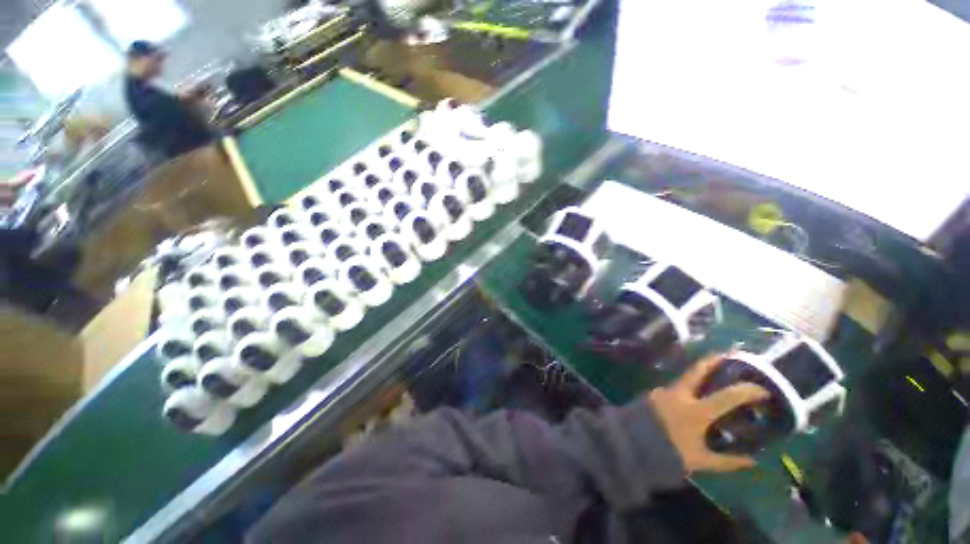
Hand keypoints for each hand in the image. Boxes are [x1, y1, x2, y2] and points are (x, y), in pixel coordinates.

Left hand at [648, 353, 769, 473]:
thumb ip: (727, 461)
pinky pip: (675, 388)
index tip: (762, 389)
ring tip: (715, 374)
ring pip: (685, 378)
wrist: (631, 444)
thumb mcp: (700, 460)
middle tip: (728, 353)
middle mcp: (679, 395)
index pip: (727, 396)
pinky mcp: (654, 393)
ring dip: (700, 374)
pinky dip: (687, 388)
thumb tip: (753, 461)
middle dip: (713, 360)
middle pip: (697, 370)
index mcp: (696, 411)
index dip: (747, 391)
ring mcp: (664, 391)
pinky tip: (693, 394)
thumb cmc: (668, 453)